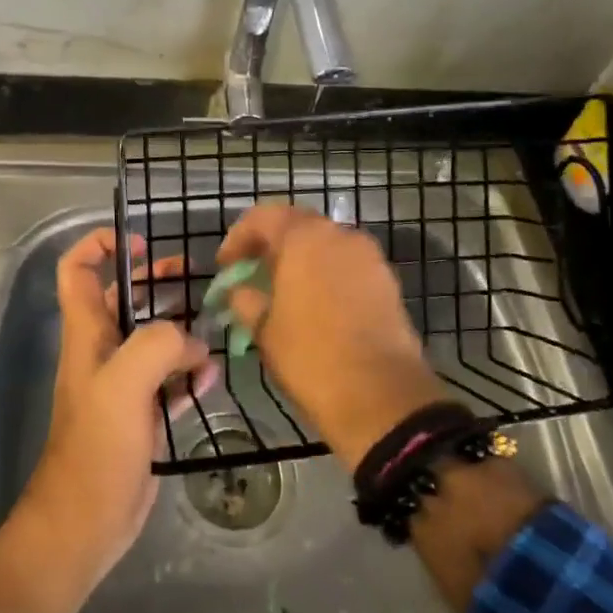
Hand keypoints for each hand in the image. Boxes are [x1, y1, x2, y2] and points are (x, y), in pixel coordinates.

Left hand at [22, 229, 215, 578]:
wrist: (86, 523)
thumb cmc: (96, 449)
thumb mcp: (123, 386)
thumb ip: (157, 345)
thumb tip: (193, 341)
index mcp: (88, 335)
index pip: (78, 271)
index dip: (101, 246)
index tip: (140, 245)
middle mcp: (103, 352)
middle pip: (125, 299)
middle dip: (156, 282)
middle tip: (193, 279)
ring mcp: (124, 386)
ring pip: (154, 341)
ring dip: (182, 332)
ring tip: (214, 331)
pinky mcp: (143, 416)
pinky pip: (170, 382)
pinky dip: (189, 375)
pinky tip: (210, 382)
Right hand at [216, 204, 440, 467]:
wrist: (381, 396)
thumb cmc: (311, 356)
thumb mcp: (263, 328)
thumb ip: (244, 299)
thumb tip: (238, 291)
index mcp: (305, 237)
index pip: (263, 216)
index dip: (238, 237)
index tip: (225, 266)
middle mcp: (341, 235)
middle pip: (298, 226)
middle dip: (271, 247)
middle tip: (252, 275)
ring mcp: (369, 257)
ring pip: (325, 246)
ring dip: (300, 261)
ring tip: (282, 293)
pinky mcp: (387, 282)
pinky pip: (347, 267)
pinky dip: (326, 276)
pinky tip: (314, 307)